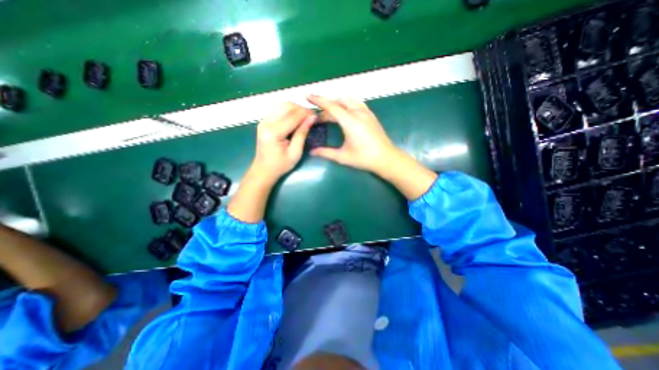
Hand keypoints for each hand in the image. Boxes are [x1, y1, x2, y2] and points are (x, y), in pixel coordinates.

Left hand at [229, 101, 315, 222]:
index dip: (306, 113)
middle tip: (311, 117)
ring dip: (295, 108)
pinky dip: (288, 110)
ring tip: (304, 117)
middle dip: (301, 109)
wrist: (263, 170)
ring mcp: (263, 120)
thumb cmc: (280, 165)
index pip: (293, 116)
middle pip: (286, 106)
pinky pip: (277, 109)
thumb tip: (312, 118)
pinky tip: (295, 118)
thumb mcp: (295, 152)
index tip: (317, 116)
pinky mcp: (263, 121)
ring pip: (282, 105)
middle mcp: (266, 122)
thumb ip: (302, 133)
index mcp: (274, 132)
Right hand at [308, 94, 436, 198]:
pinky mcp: (371, 115)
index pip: (331, 106)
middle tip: (319, 116)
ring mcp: (366, 112)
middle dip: (326, 105)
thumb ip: (326, 153)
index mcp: (350, 122)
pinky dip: (346, 104)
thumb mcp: (343, 157)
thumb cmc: (364, 158)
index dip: (318, 100)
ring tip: (330, 113)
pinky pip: (356, 103)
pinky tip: (344, 113)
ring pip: (348, 100)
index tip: (308, 96)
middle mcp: (358, 113)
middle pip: (339, 101)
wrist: (386, 158)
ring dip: (337, 103)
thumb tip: (312, 152)